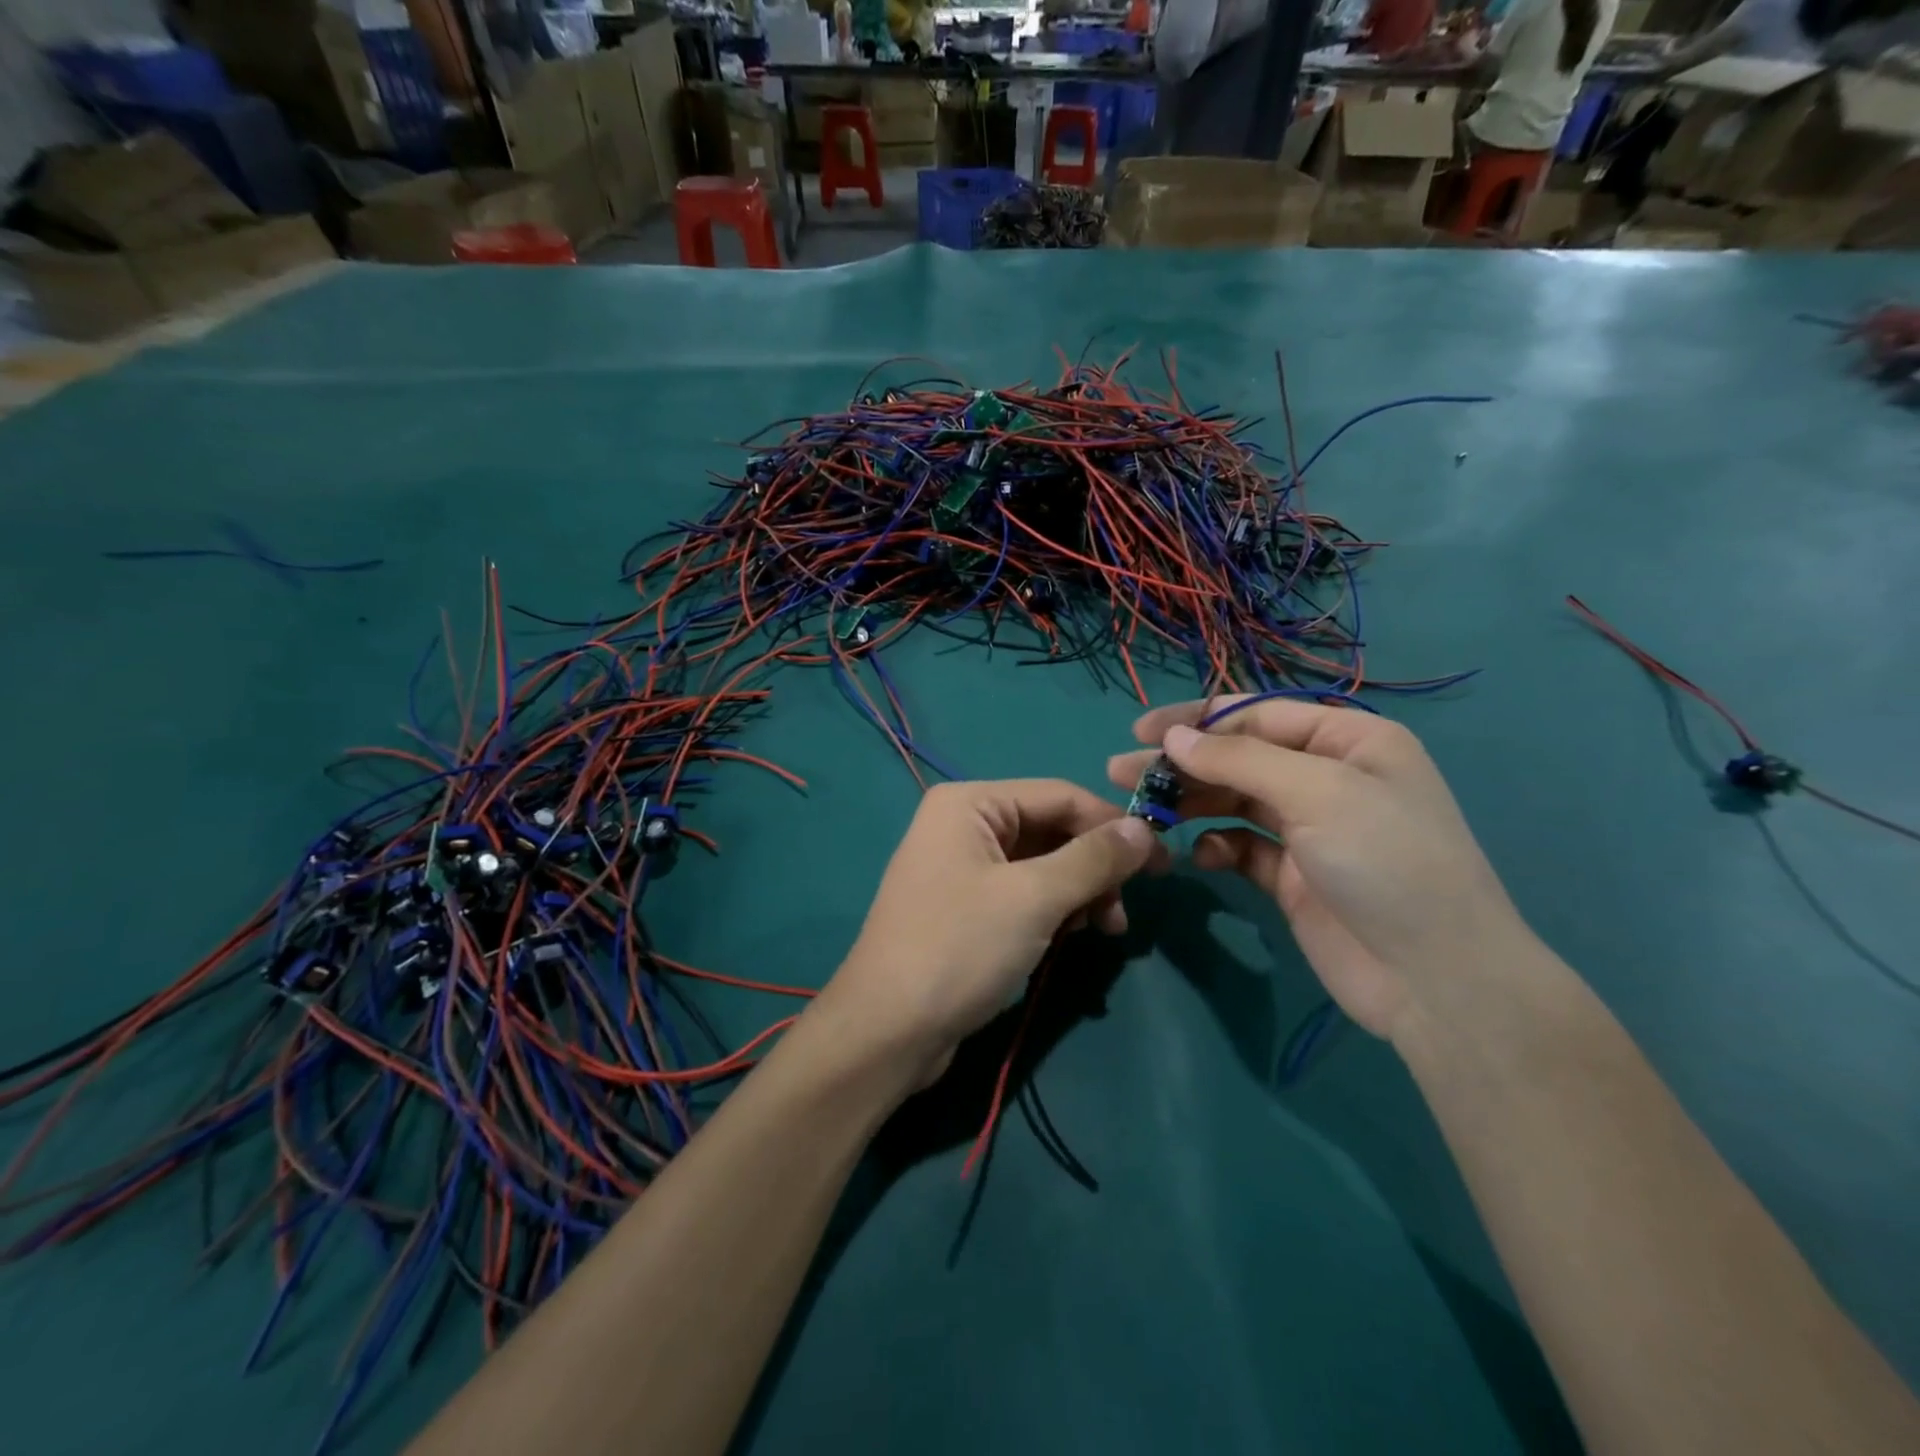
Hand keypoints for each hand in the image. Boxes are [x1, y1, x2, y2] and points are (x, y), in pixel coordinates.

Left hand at [816, 780, 1161, 1085]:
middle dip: (1094, 867)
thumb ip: (1093, 858)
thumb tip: (1144, 829)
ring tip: (1103, 930)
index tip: (1162, 864)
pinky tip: (1069, 937)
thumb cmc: (959, 948)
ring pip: (1041, 865)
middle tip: (1124, 911)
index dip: (1113, 826)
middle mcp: (963, 825)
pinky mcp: (965, 908)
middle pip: (1051, 830)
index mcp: (970, 803)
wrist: (888, 1031)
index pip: (1060, 796)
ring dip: (1079, 893)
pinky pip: (1023, 894)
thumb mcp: (1035, 898)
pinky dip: (1053, 911)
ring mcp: (961, 867)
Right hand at [1108, 699, 1529, 1040]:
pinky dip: (1216, 847)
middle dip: (1181, 764)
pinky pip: (1241, 847)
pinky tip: (1200, 858)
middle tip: (1120, 774)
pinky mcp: (1292, 876)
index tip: (1139, 734)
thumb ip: (1238, 761)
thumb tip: (1173, 739)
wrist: (1436, 979)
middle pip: (1238, 758)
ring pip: (1233, 801)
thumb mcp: (1317, 793)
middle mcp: (1328, 777)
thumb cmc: (1385, 862)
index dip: (1195, 720)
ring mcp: (1310, 829)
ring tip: (1141, 811)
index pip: (1256, 714)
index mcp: (1348, 741)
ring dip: (1189, 803)